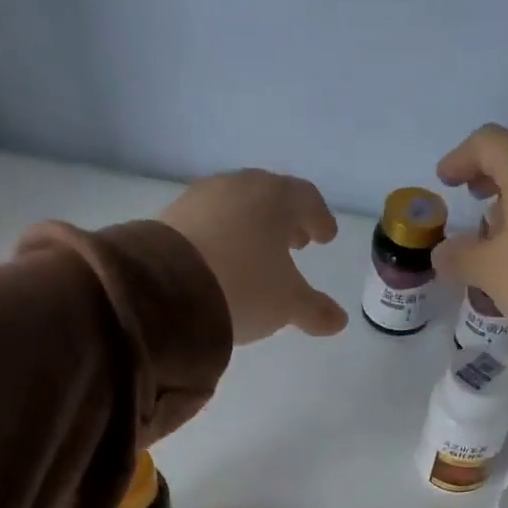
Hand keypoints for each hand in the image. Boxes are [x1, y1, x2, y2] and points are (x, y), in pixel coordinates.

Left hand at [159, 170, 346, 341]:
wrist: (169, 288)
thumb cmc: (245, 286)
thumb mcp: (287, 304)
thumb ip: (315, 310)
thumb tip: (339, 321)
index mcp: (275, 198)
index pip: (306, 199)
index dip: (319, 218)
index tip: (326, 235)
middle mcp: (239, 187)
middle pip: (269, 198)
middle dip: (285, 220)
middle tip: (295, 240)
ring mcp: (201, 198)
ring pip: (236, 207)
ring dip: (252, 227)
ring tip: (258, 252)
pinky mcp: (172, 217)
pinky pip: (209, 222)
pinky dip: (223, 236)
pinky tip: (223, 260)